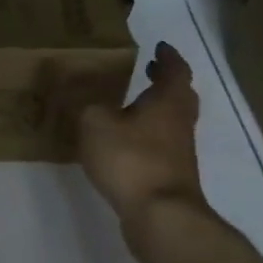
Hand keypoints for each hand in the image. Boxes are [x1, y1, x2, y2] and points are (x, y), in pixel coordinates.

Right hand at [76, 41, 212, 228]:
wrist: (161, 216)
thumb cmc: (131, 159)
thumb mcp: (95, 122)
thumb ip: (87, 104)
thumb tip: (82, 93)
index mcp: (168, 101)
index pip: (175, 70)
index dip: (168, 56)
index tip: (159, 46)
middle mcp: (179, 122)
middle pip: (180, 96)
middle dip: (165, 82)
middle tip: (148, 71)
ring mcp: (179, 152)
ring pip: (171, 122)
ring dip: (156, 110)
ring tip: (130, 105)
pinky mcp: (171, 176)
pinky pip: (162, 145)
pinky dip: (147, 136)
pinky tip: (124, 141)